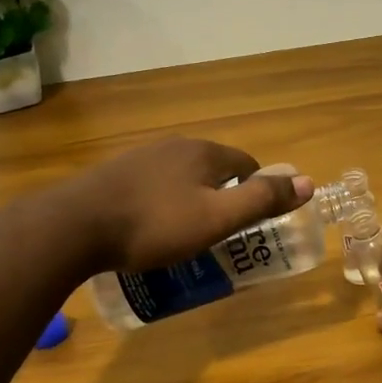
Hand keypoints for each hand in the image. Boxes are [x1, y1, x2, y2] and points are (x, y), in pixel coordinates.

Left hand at [63, 138, 314, 272]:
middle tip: (218, 235)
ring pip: (181, 178)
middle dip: (222, 197)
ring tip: (184, 237)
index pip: (246, 166)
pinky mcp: (114, 174)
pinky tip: (148, 230)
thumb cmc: (154, 225)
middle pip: (214, 170)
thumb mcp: (216, 218)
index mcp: (204, 152)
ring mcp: (140, 157)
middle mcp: (174, 146)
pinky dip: (160, 204)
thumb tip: (308, 182)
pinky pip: (152, 186)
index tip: (249, 225)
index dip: (254, 193)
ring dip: (190, 201)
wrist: (73, 226)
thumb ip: (262, 200)